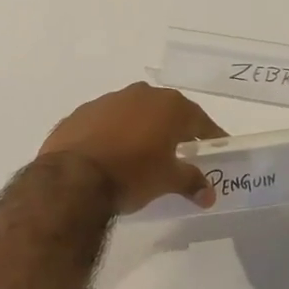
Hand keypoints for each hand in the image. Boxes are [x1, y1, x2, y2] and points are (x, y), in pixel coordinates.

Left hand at [38, 82, 226, 212]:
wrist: (72, 178)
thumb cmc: (132, 174)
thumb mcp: (167, 181)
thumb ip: (191, 182)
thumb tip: (209, 194)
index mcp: (168, 106)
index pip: (199, 119)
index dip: (210, 135)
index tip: (217, 146)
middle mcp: (140, 94)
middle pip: (166, 110)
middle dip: (175, 129)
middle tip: (181, 150)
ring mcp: (107, 100)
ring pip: (134, 112)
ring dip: (142, 128)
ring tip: (143, 153)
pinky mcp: (81, 113)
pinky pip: (106, 121)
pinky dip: (114, 133)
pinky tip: (111, 153)